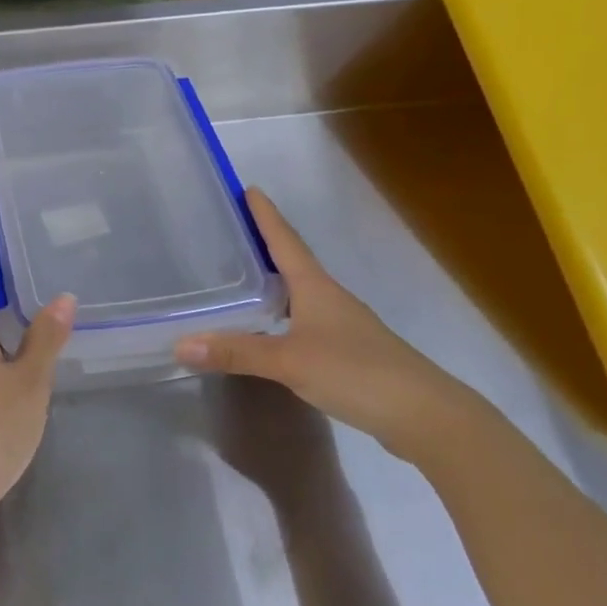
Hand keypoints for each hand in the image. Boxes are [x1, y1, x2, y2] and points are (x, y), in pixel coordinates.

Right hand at [175, 187, 487, 462]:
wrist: (426, 416)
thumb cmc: (356, 372)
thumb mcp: (289, 361)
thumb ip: (235, 352)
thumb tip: (180, 343)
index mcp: (317, 288)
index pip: (286, 242)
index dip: (267, 216)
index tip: (249, 189)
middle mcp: (331, 299)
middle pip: (294, 263)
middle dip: (266, 245)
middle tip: (233, 232)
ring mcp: (344, 326)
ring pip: (302, 294)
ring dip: (275, 282)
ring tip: (244, 277)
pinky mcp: (349, 352)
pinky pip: (306, 321)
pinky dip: (284, 315)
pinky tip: (271, 329)